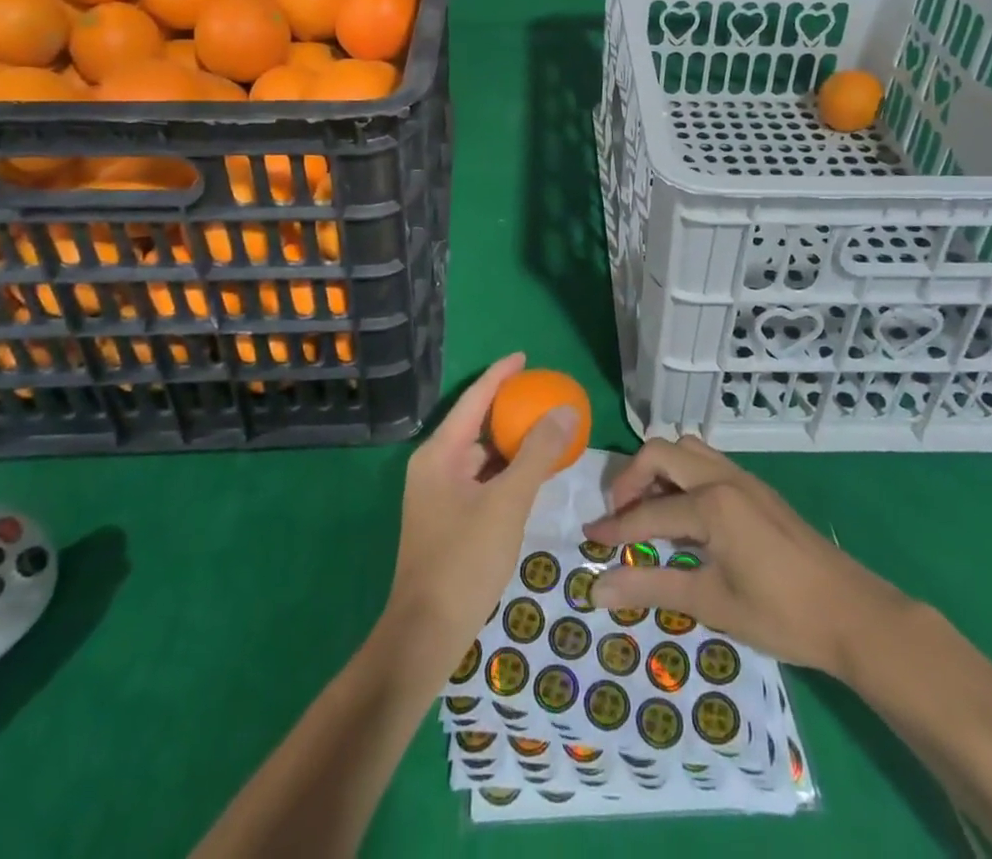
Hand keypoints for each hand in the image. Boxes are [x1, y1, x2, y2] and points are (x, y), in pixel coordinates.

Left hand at [382, 353, 577, 681]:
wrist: (426, 634)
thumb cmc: (464, 560)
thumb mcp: (508, 502)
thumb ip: (537, 454)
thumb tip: (566, 410)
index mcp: (439, 453)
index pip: (473, 399)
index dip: (499, 375)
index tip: (525, 357)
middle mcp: (434, 466)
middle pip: (476, 425)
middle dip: (509, 410)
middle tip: (545, 399)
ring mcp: (438, 495)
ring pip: (480, 456)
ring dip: (510, 444)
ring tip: (546, 433)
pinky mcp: (447, 520)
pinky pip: (480, 480)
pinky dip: (505, 472)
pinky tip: (531, 477)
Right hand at [584, 435, 910, 675]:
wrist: (853, 613)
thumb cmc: (781, 614)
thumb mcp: (712, 603)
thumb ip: (652, 587)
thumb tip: (597, 590)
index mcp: (711, 503)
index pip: (648, 512)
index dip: (615, 528)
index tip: (588, 538)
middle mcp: (723, 477)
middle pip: (661, 452)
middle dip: (631, 479)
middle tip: (620, 516)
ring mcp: (743, 478)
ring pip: (686, 449)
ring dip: (659, 471)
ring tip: (650, 511)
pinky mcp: (756, 488)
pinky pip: (706, 463)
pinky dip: (683, 476)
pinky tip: (685, 516)